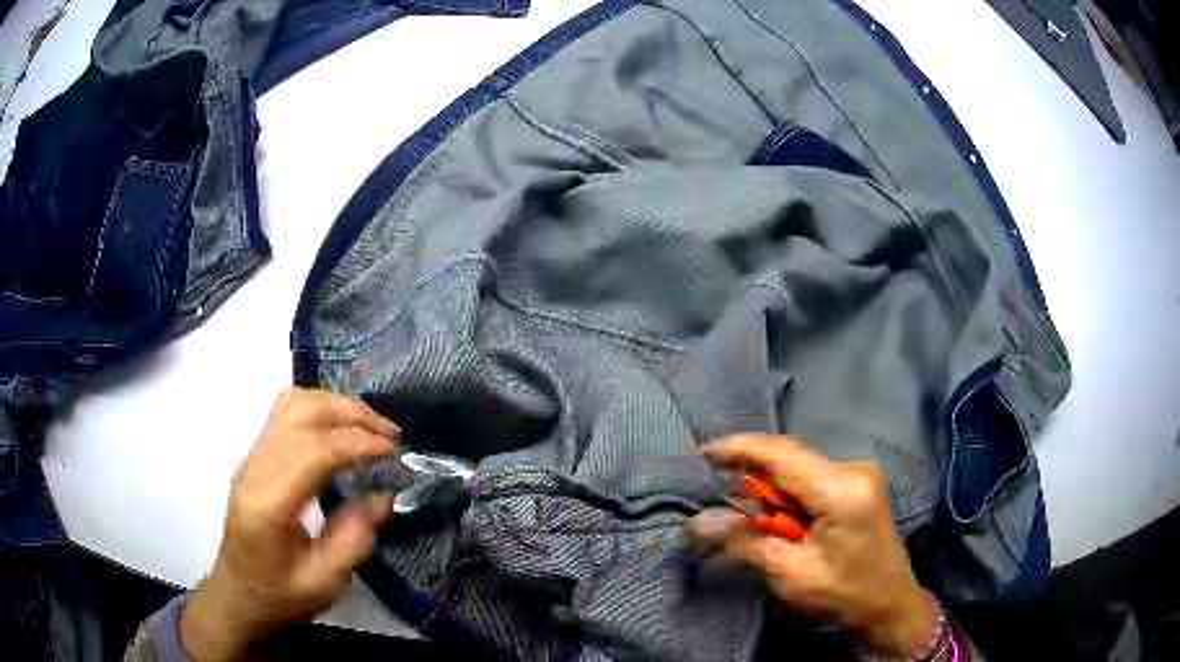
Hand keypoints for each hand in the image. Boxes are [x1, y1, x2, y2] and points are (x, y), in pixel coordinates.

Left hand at [179, 388, 398, 659]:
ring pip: (294, 404)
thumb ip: (354, 541)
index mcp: (268, 503)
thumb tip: (385, 496)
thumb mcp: (324, 582)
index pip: (314, 451)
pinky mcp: (256, 456)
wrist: (238, 592)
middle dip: (352, 415)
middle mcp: (255, 468)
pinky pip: (288, 413)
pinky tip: (343, 429)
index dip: (357, 442)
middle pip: (302, 413)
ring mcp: (252, 457)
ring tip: (372, 427)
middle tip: (391, 435)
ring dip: (337, 406)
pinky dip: (322, 410)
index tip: (394, 451)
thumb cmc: (280, 595)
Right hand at [688, 435, 935, 656]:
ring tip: (751, 520)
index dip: (740, 449)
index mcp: (842, 488)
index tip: (703, 454)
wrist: (889, 605)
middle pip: (791, 460)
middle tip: (719, 498)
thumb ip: (746, 542)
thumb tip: (698, 522)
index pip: (782, 455)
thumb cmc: (844, 594)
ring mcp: (860, 473)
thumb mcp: (791, 574)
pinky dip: (789, 497)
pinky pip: (812, 479)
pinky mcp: (859, 484)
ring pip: (800, 469)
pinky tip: (782, 520)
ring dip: (771, 491)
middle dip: (754, 478)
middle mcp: (854, 468)